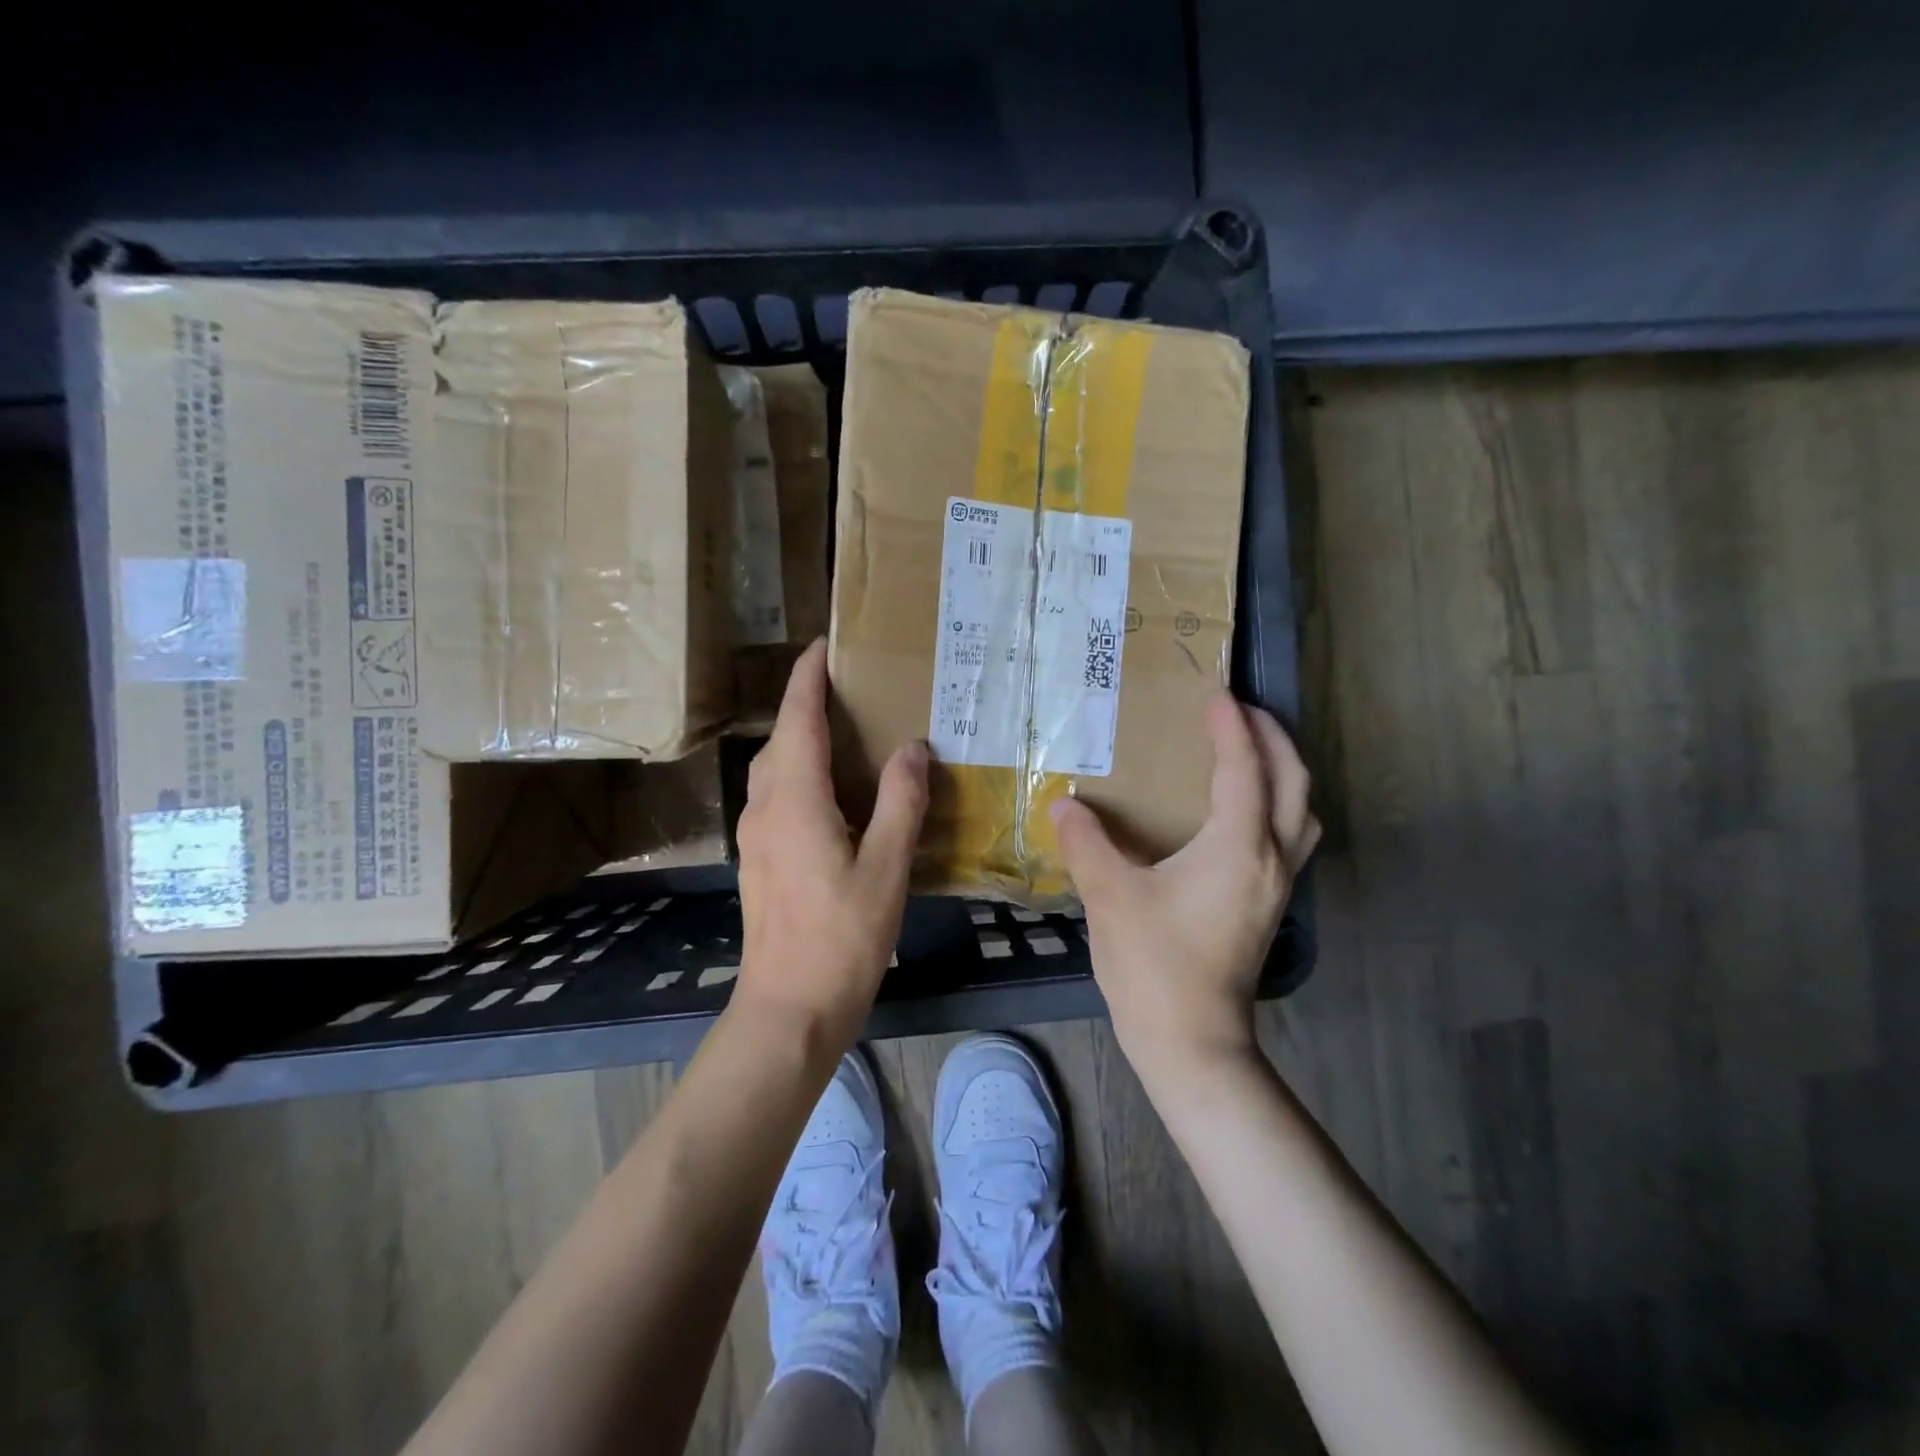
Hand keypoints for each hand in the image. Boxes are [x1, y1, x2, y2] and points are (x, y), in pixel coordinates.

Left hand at [733, 640, 928, 1050]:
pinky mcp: (759, 861)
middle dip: (805, 705)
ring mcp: (755, 837)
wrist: (788, 1008)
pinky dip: (799, 774)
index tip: (823, 645)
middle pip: (781, 740)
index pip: (797, 720)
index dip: (807, 678)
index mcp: (795, 801)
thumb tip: (912, 748)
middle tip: (848, 689)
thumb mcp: (885, 869)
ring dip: (801, 741)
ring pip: (774, 769)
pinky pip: (776, 797)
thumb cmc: (841, 939)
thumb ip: (899, 802)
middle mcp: (765, 809)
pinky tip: (833, 795)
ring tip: (843, 734)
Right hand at [1050, 692, 1319, 1081]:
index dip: (1231, 728)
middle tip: (1241, 712)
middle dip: (1273, 738)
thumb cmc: (1154, 964)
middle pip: (1294, 782)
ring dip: (1284, 773)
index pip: (1244, 768)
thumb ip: (1087, 842)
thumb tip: (1064, 803)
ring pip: (1301, 812)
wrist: (1191, 1042)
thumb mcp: (1111, 896)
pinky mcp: (1269, 906)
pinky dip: (1277, 807)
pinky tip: (1241, 813)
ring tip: (1251, 753)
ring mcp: (1277, 886)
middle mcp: (1271, 858)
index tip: (1215, 695)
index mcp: (1238, 846)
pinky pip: (1290, 837)